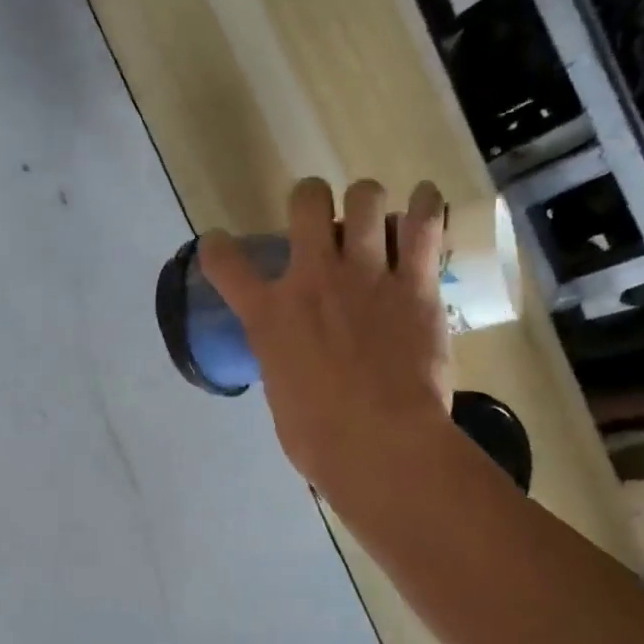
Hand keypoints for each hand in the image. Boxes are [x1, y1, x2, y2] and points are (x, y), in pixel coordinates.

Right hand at [199, 178, 453, 496]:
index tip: (219, 245)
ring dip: (368, 203)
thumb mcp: (281, 394)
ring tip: (377, 219)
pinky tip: (426, 203)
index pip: (225, 263)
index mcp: (270, 315)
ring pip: (366, 197)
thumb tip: (294, 357)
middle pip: (307, 201)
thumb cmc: (320, 438)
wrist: (380, 445)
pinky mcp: (416, 284)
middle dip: (311, 200)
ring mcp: (366, 275)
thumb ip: (283, 359)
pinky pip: (424, 223)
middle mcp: (313, 279)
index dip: (217, 248)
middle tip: (322, 222)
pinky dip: (426, 207)